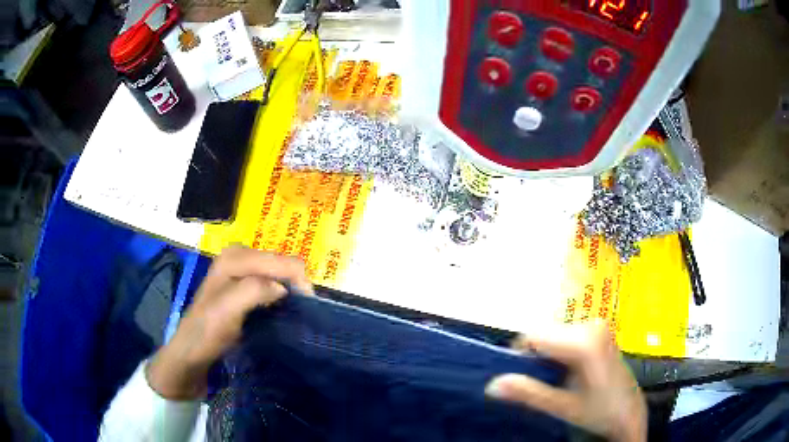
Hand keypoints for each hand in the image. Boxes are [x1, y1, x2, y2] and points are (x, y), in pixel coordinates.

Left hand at [146, 245, 313, 399]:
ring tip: (291, 312)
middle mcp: (240, 255)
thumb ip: (253, 291)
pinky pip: (273, 281)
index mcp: (235, 257)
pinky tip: (279, 309)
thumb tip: (283, 288)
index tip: (306, 310)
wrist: (193, 350)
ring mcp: (242, 269)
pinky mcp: (244, 283)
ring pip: (280, 273)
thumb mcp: (227, 310)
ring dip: (290, 290)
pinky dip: (282, 294)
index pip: (282, 261)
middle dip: (295, 285)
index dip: (299, 283)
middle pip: (283, 263)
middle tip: (299, 313)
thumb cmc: (207, 332)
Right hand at [485, 320, 646, 441]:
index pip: (535, 336)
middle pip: (546, 333)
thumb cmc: (598, 411)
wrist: (629, 410)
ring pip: (555, 333)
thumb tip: (491, 384)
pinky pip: (567, 334)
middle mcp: (592, 325)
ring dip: (547, 354)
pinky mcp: (600, 329)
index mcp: (585, 342)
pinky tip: (568, 370)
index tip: (518, 377)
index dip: (519, 355)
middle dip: (536, 356)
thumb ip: (529, 393)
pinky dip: (560, 350)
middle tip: (540, 383)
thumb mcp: (562, 407)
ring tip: (555, 378)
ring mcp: (598, 324)